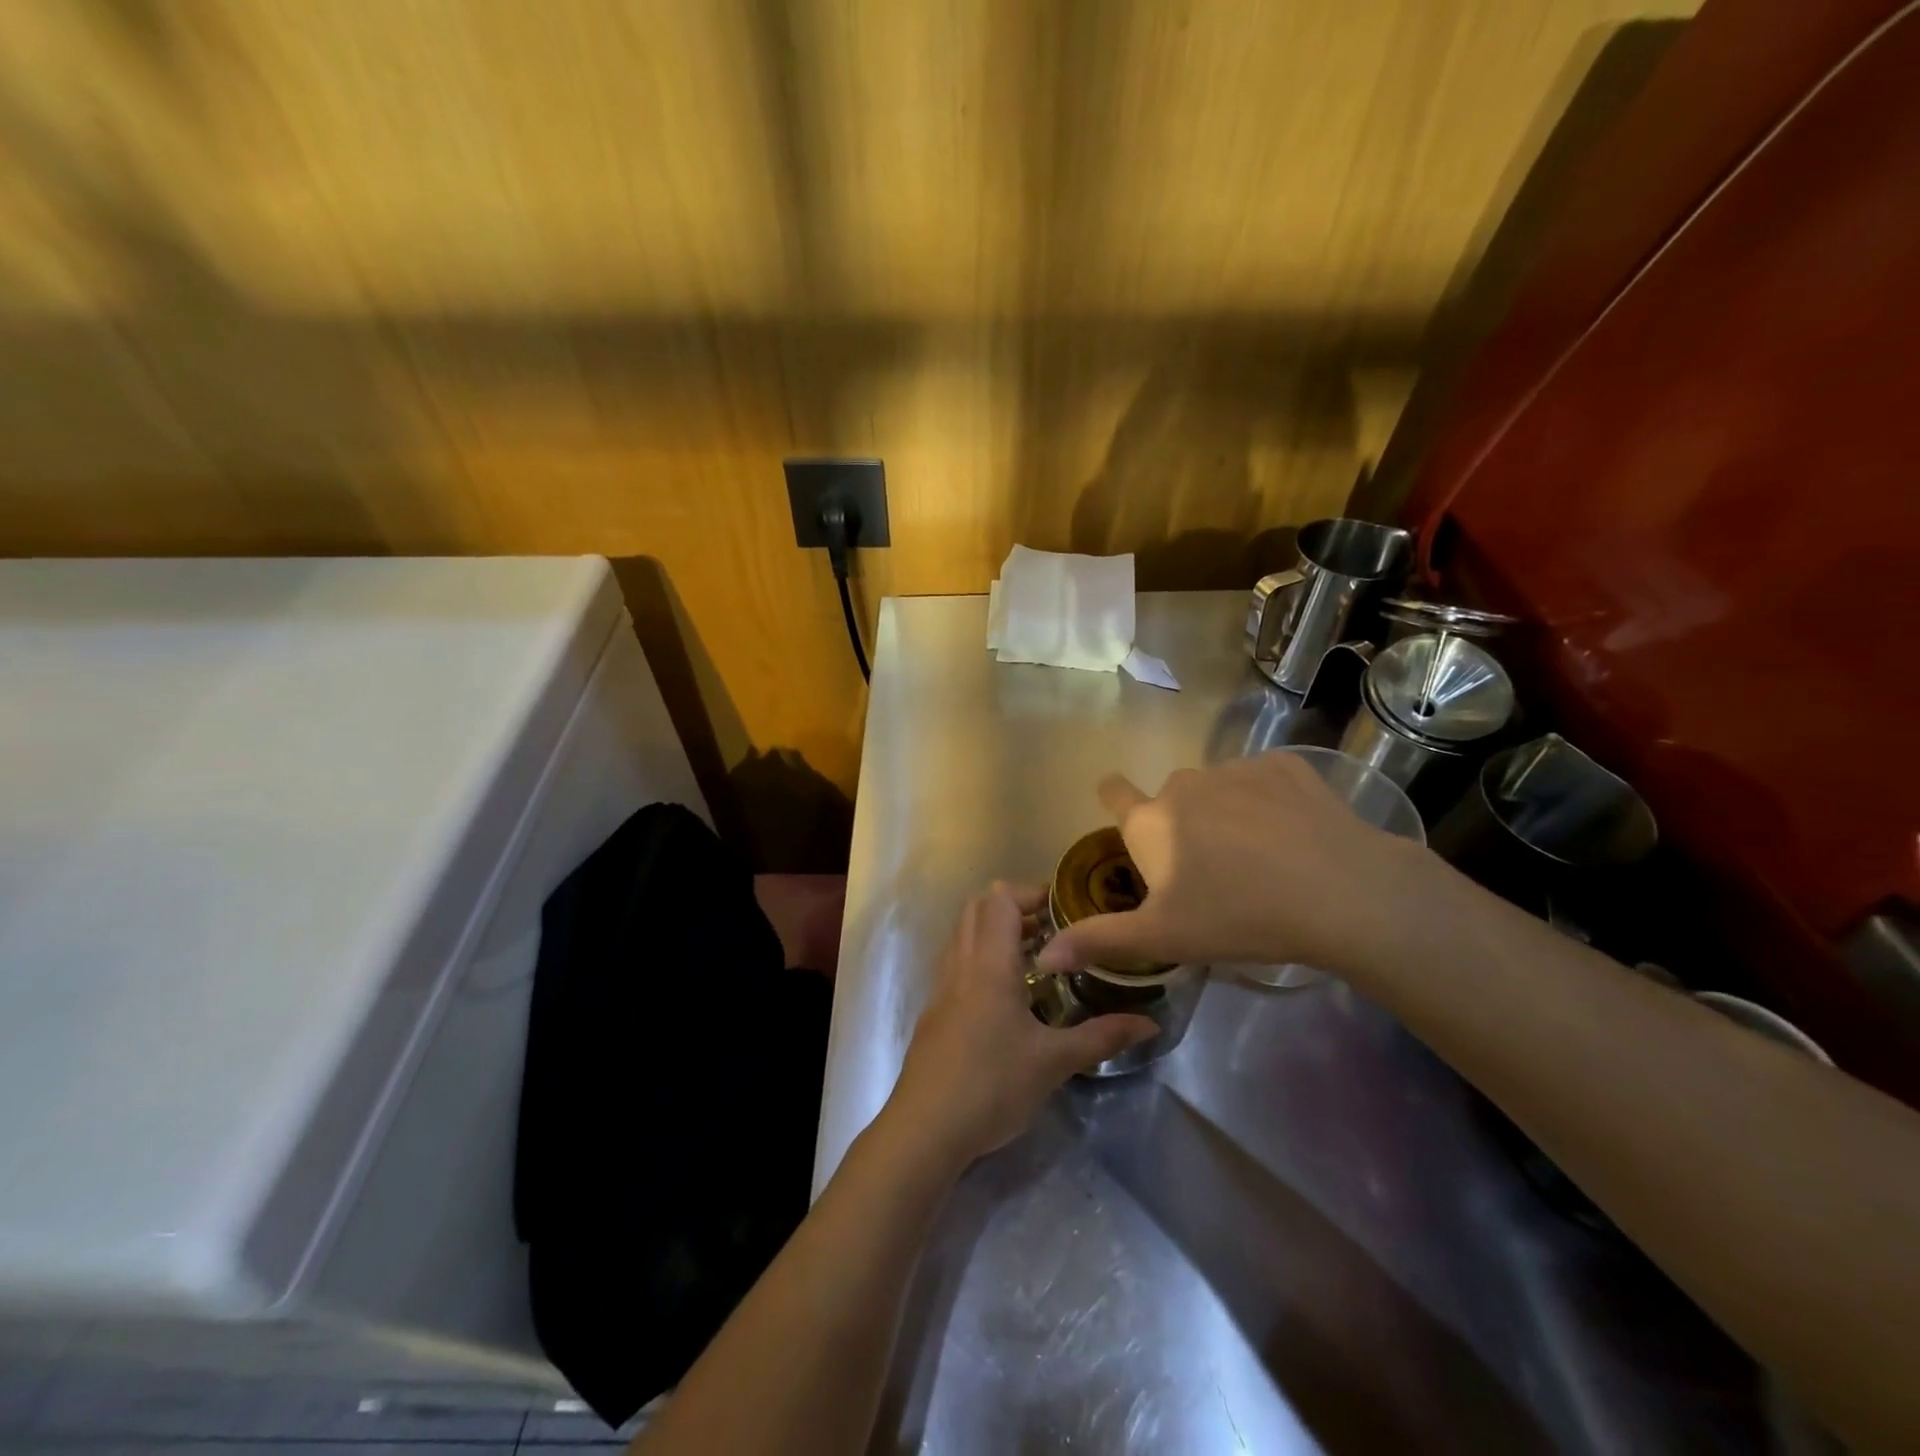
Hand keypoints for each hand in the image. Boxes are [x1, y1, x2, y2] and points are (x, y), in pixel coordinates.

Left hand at [885, 884, 1157, 1168]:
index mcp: (988, 964)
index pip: (1000, 899)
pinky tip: (1009, 993)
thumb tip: (1150, 1024)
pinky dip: (982, 955)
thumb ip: (1102, 1037)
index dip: (1031, 893)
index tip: (1066, 910)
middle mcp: (961, 963)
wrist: (925, 1128)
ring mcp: (942, 985)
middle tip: (1054, 931)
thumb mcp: (1054, 1062)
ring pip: (965, 932)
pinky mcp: (935, 1008)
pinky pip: (958, 959)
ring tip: (1037, 957)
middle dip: (1016, 906)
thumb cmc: (992, 1086)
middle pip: (979, 906)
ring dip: (997, 930)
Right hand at [1035, 751, 1429, 978]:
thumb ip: (1099, 941)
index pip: (1113, 792)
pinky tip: (1294, 834)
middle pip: (1171, 800)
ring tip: (1260, 858)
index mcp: (1151, 822)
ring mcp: (1236, 769)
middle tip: (1211, 872)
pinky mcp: (1285, 766)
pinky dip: (1270, 801)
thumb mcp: (1163, 938)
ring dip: (1226, 813)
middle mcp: (1184, 784)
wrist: (1340, 892)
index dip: (1113, 799)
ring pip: (1218, 790)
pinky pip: (1263, 780)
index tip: (1127, 816)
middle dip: (1182, 826)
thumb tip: (1044, 955)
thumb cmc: (1238, 917)